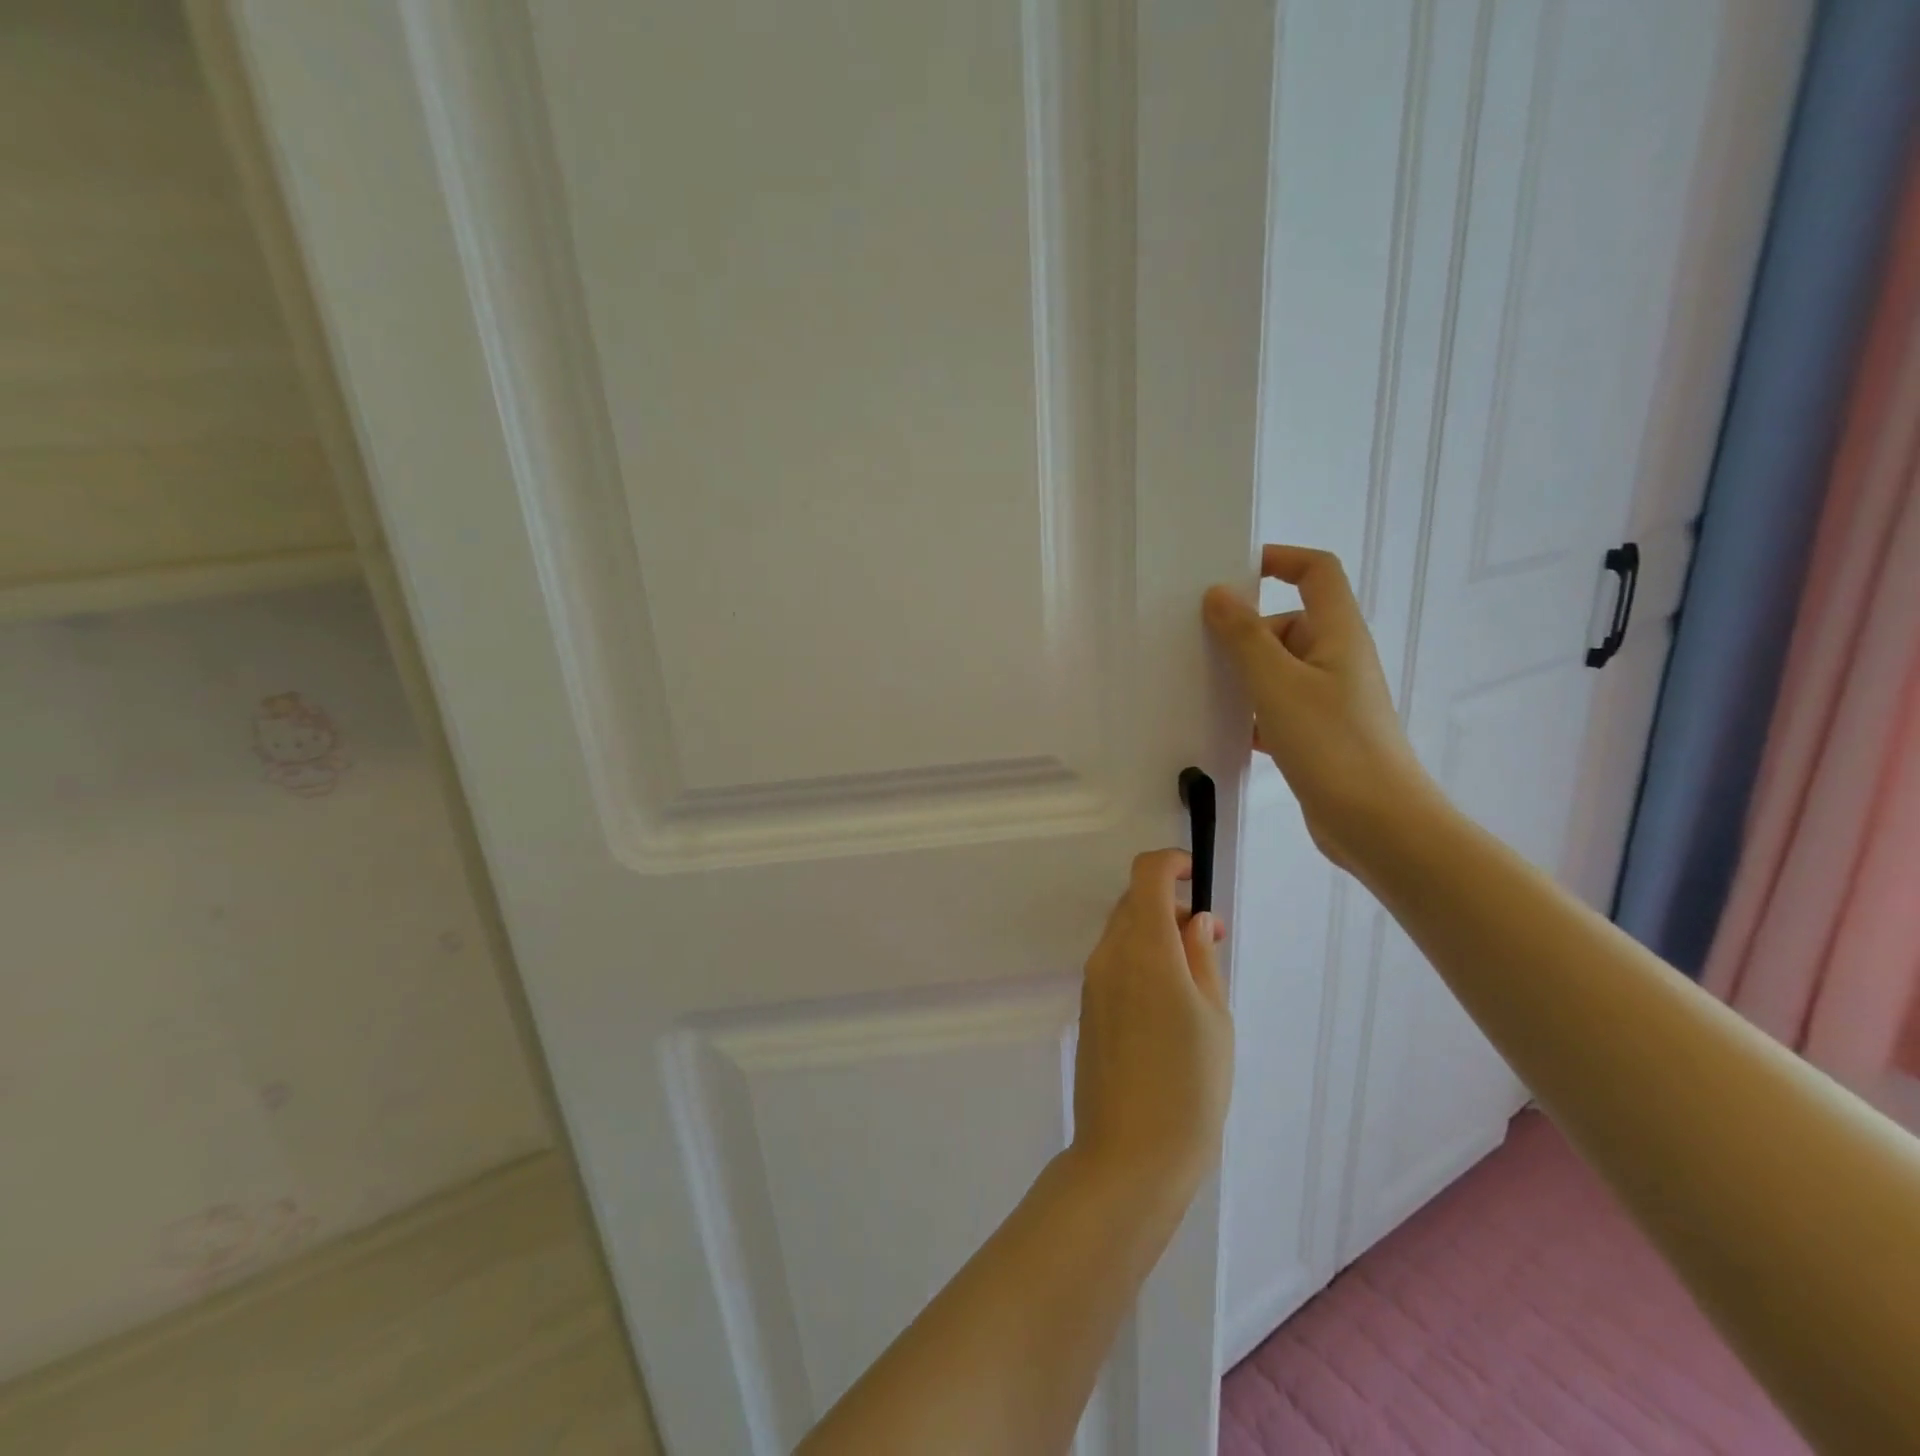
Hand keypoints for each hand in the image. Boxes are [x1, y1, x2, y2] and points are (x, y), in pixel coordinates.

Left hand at [1070, 850, 1232, 1205]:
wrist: (1130, 1155)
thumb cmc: (1190, 1087)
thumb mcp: (1214, 1019)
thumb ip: (1201, 958)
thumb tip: (1196, 920)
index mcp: (1145, 949)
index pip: (1146, 875)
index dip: (1171, 863)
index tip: (1197, 878)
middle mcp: (1110, 955)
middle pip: (1133, 902)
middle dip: (1169, 904)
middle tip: (1208, 942)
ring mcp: (1093, 982)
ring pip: (1122, 932)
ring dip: (1155, 934)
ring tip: (1194, 980)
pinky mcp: (1088, 1007)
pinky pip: (1114, 963)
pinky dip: (1140, 960)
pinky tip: (1168, 1005)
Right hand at [1202, 544, 1436, 870]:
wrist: (1377, 823)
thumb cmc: (1331, 744)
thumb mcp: (1278, 684)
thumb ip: (1245, 637)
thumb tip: (1219, 594)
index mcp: (1337, 634)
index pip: (1316, 572)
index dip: (1279, 560)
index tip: (1232, 573)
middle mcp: (1336, 659)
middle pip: (1288, 623)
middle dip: (1245, 632)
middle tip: (1199, 647)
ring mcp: (1328, 698)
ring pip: (1278, 669)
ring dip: (1244, 674)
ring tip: (1202, 688)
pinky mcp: (1318, 733)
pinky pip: (1278, 706)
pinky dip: (1253, 711)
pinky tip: (1226, 729)